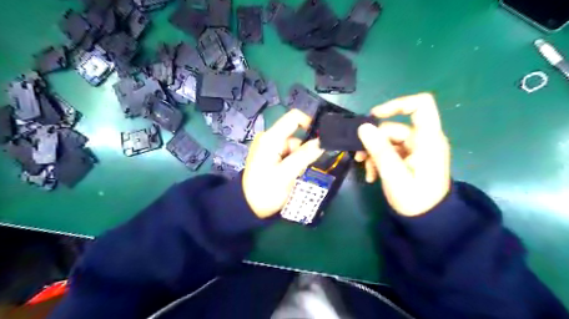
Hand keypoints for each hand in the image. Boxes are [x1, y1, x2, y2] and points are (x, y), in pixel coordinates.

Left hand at [244, 109, 323, 218]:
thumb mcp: (286, 174)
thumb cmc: (265, 191)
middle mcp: (269, 137)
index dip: (310, 123)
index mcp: (271, 138)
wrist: (248, 206)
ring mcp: (269, 146)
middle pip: (295, 135)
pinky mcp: (270, 155)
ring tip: (295, 175)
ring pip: (294, 146)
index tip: (321, 139)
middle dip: (304, 150)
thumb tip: (322, 142)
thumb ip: (304, 156)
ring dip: (299, 158)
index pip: (294, 118)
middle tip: (303, 168)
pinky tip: (290, 174)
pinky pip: (288, 153)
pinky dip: (293, 161)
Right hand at [356, 92, 451, 216]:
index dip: (397, 104)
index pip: (421, 105)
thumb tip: (363, 127)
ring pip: (388, 140)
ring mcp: (416, 148)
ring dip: (373, 153)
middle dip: (373, 141)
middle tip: (359, 157)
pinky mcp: (409, 157)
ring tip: (366, 170)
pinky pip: (390, 150)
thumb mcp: (394, 175)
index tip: (374, 116)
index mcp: (428, 140)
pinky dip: (378, 160)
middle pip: (393, 127)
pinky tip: (372, 175)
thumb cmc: (415, 199)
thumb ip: (380, 150)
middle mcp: (423, 139)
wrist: (427, 220)